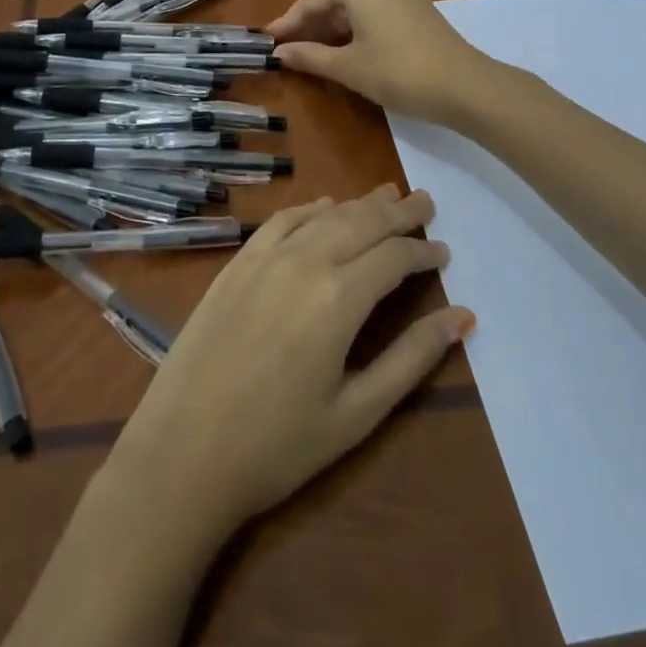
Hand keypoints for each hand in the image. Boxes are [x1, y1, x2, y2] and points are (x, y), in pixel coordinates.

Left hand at [109, 185, 473, 539]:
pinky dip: (310, 207)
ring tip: (387, 194)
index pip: (394, 257)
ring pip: (324, 214)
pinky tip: (324, 205)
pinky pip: (281, 220)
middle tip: (426, 201)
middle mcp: (305, 261)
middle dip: (398, 211)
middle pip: (362, 222)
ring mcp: (265, 257)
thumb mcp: (357, 413)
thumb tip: (462, 317)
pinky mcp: (237, 263)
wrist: (183, 451)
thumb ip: (411, 359)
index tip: (444, 251)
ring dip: (359, 203)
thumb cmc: (278, 446)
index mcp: (339, 298)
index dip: (423, 251)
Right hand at [268, 0, 495, 123]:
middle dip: (314, 9)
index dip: (289, 23)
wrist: (462, 83)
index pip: (311, 0)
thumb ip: (309, 56)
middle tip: (299, 38)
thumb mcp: (347, 67)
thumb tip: (279, 52)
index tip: (269, 39)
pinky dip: (360, 8)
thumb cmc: (397, 72)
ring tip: (325, 38)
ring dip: (337, 8)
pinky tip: (357, 34)